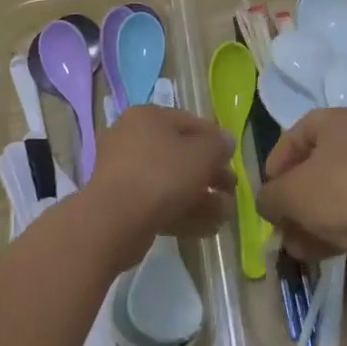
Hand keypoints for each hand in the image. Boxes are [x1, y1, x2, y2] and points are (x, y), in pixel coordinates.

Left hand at [80, 104, 233, 267]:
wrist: (114, 221)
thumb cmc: (161, 175)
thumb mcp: (201, 154)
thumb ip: (219, 145)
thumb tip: (226, 142)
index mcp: (147, 117)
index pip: (190, 122)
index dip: (215, 140)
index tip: (233, 159)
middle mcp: (132, 139)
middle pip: (181, 155)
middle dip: (210, 175)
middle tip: (230, 190)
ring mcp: (125, 174)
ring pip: (172, 183)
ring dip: (201, 198)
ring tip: (225, 215)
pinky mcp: (123, 205)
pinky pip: (159, 204)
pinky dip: (184, 213)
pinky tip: (209, 228)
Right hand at [256, 107, 346, 264]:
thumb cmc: (338, 192)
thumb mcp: (290, 193)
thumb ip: (269, 195)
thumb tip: (266, 202)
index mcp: (339, 120)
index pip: (298, 132)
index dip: (277, 159)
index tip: (267, 188)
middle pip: (315, 166)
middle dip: (292, 198)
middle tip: (278, 221)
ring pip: (332, 193)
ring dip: (308, 219)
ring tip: (293, 246)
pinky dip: (331, 228)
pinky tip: (314, 254)